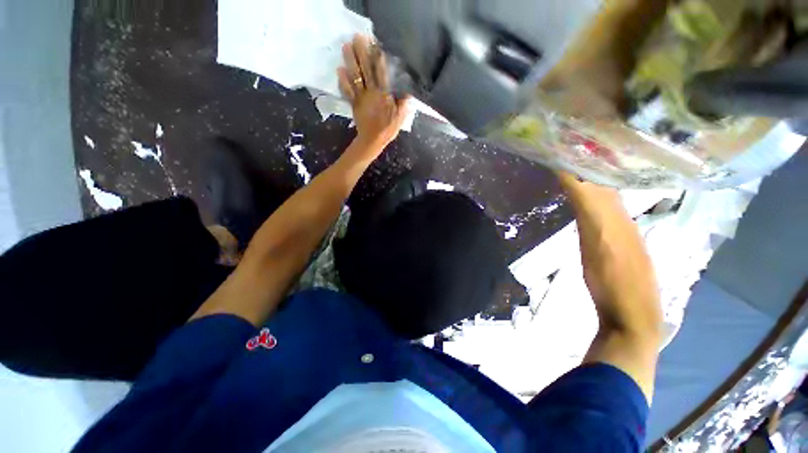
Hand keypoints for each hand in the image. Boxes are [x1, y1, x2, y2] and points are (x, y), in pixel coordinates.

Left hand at [338, 35, 409, 152]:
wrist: (372, 141)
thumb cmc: (388, 129)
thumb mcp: (400, 117)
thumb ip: (404, 103)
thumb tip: (409, 90)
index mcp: (383, 95)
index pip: (381, 72)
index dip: (377, 57)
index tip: (374, 42)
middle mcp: (371, 92)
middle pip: (366, 70)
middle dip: (361, 53)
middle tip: (356, 37)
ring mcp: (361, 98)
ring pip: (355, 77)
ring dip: (350, 61)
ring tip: (345, 46)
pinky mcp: (354, 104)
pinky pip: (347, 91)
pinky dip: (342, 81)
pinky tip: (339, 70)